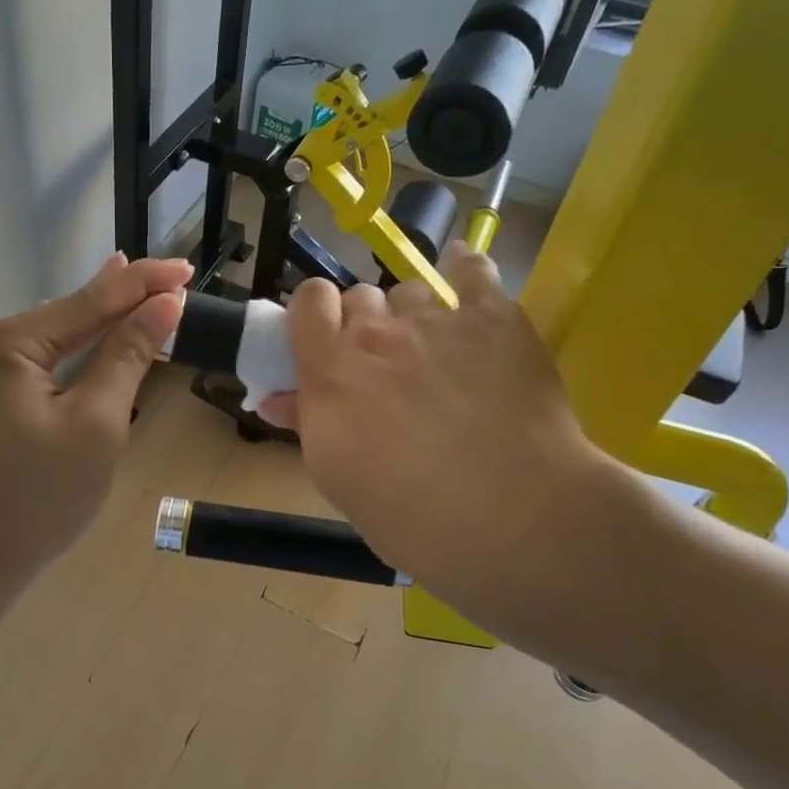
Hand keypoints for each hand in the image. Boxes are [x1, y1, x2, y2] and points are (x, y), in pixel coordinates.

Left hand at [0, 253, 190, 597]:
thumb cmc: (39, 499)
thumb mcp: (97, 423)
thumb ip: (128, 355)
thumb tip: (164, 304)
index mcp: (5, 343)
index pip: (89, 301)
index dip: (143, 284)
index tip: (187, 268)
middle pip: (67, 315)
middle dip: (121, 299)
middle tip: (172, 278)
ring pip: (52, 340)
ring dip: (98, 324)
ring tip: (136, 292)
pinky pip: (36, 364)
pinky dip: (73, 353)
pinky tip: (92, 336)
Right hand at [258, 245, 614, 618]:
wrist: (512, 518)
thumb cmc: (412, 516)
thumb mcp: (339, 478)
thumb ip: (308, 424)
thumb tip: (276, 400)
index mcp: (330, 371)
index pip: (308, 301)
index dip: (316, 315)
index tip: (326, 342)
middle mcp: (377, 334)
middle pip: (359, 295)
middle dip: (365, 323)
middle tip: (384, 365)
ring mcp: (437, 320)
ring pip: (412, 290)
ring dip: (414, 314)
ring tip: (436, 349)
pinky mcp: (494, 318)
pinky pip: (473, 270)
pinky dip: (466, 270)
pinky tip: (465, 275)